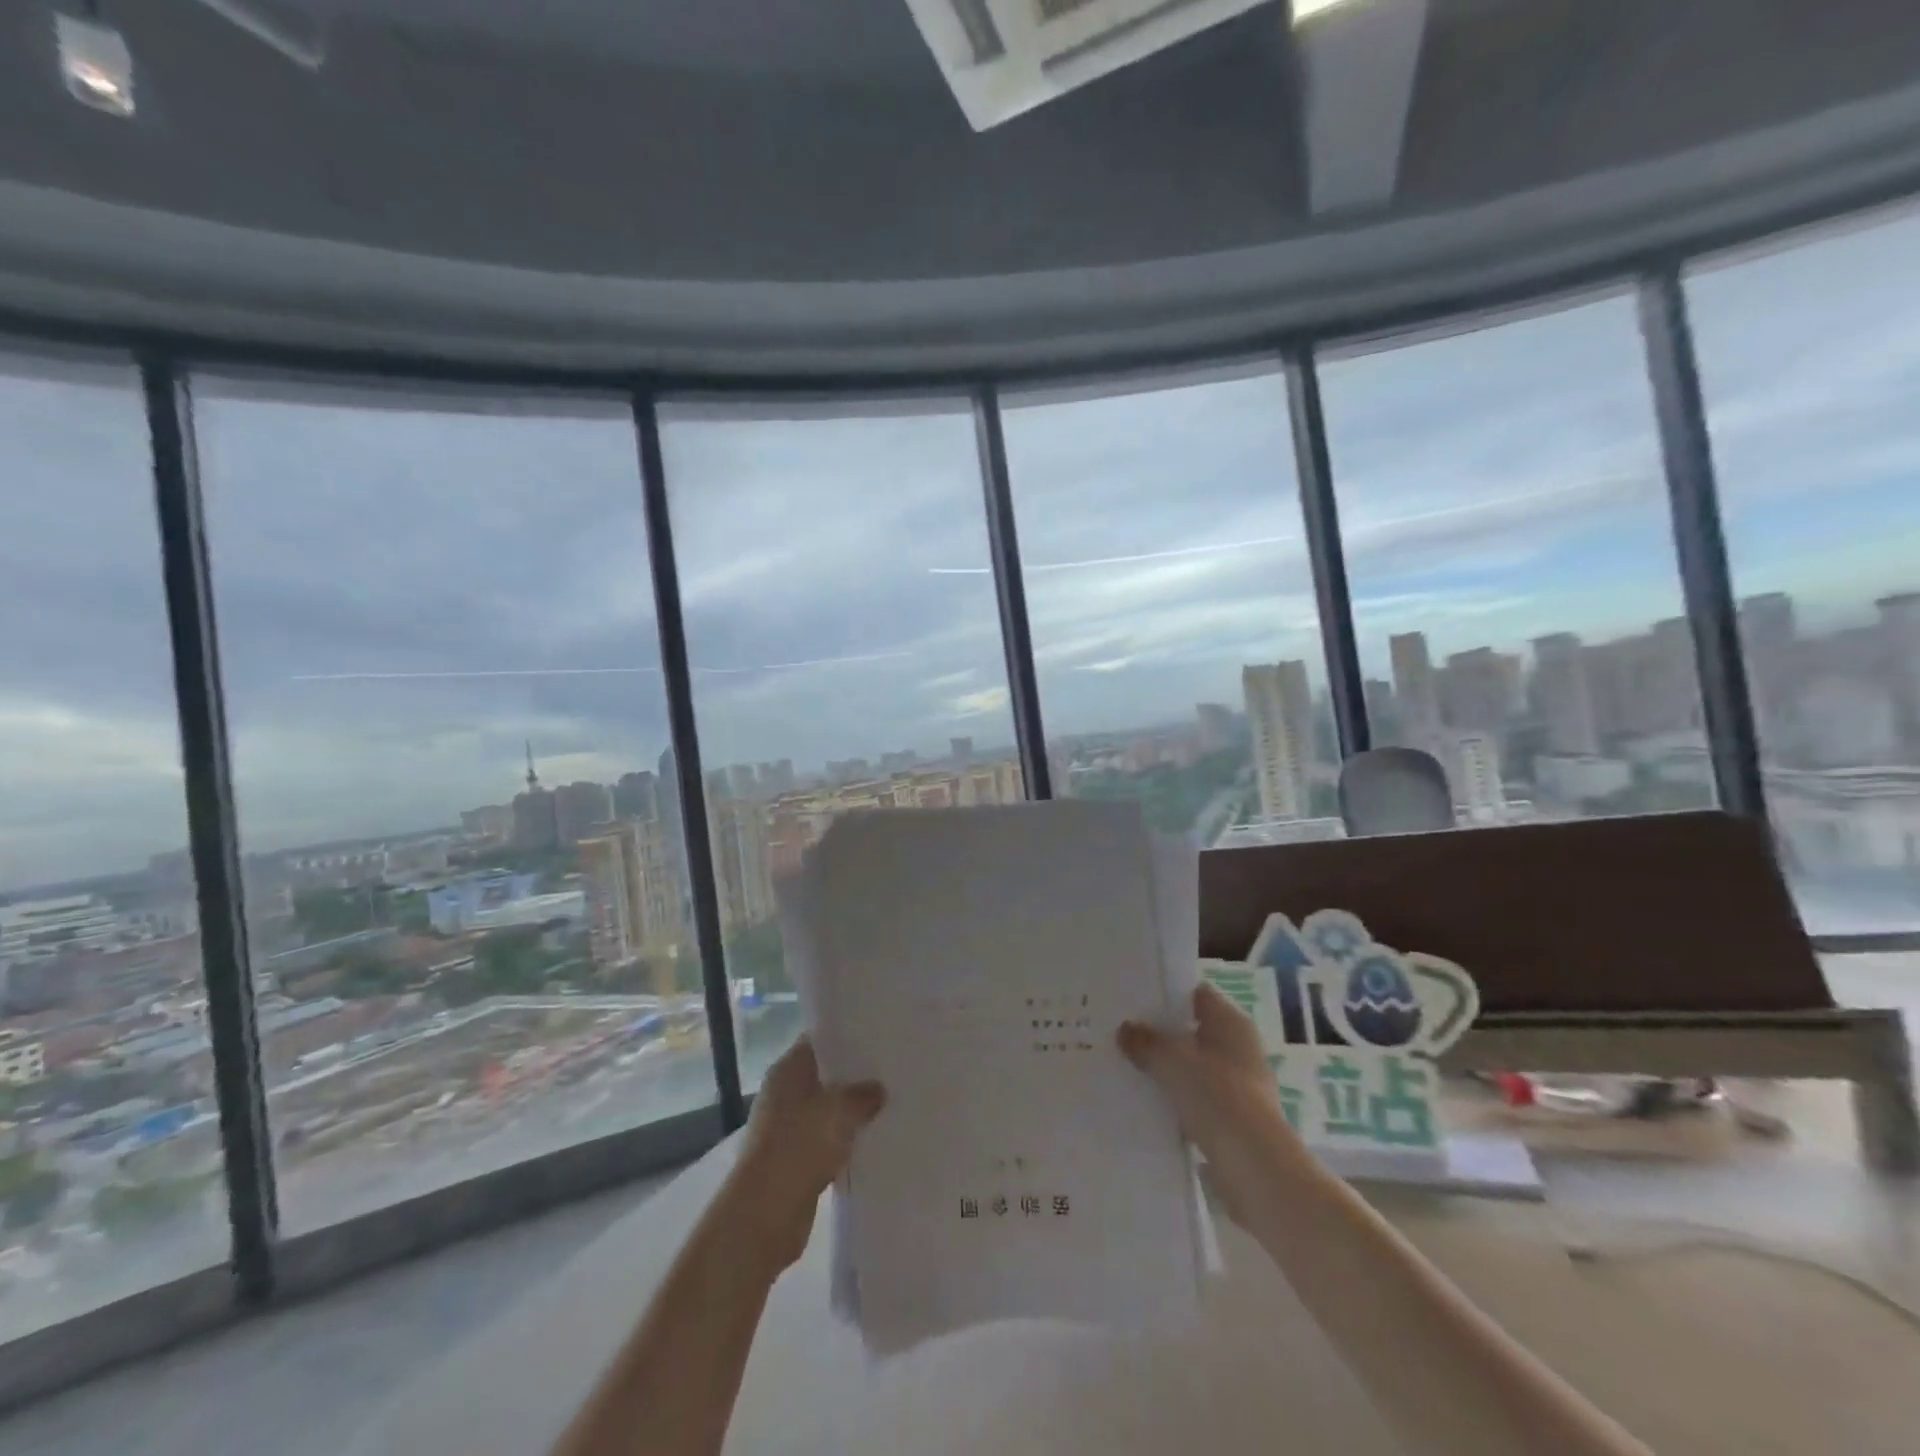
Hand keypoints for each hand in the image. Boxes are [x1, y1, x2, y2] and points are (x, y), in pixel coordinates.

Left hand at [724, 1036, 884, 1273]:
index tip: (878, 1036)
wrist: (765, 1213)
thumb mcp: (840, 1110)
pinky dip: (843, 1141)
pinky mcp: (793, 1159)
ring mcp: (785, 1128)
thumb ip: (863, 1095)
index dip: (846, 1037)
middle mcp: (783, 1093)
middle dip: (853, 1076)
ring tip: (888, 1105)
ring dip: (850, 1112)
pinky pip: (824, 1140)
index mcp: (788, 1069)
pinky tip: (871, 1141)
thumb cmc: (799, 1145)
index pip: (818, 1040)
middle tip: (890, 1071)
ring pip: (825, 1110)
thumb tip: (878, 1090)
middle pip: (823, 1075)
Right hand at [1119, 983, 1304, 1222]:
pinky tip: (1142, 1103)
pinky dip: (1173, 1100)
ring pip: (1192, 1068)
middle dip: (1160, 1033)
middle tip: (1120, 1031)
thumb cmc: (1218, 1098)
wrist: (1256, 1171)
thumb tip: (1125, 1029)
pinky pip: (1194, 1100)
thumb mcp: (1173, 1062)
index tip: (1132, 997)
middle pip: (1192, 1031)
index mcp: (1232, 1024)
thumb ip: (1147, 1042)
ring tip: (1124, 1065)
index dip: (1166, 993)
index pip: (1196, 995)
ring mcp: (1238, 1086)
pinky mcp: (1232, 1120)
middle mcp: (1239, 1049)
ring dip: (1165, 1069)